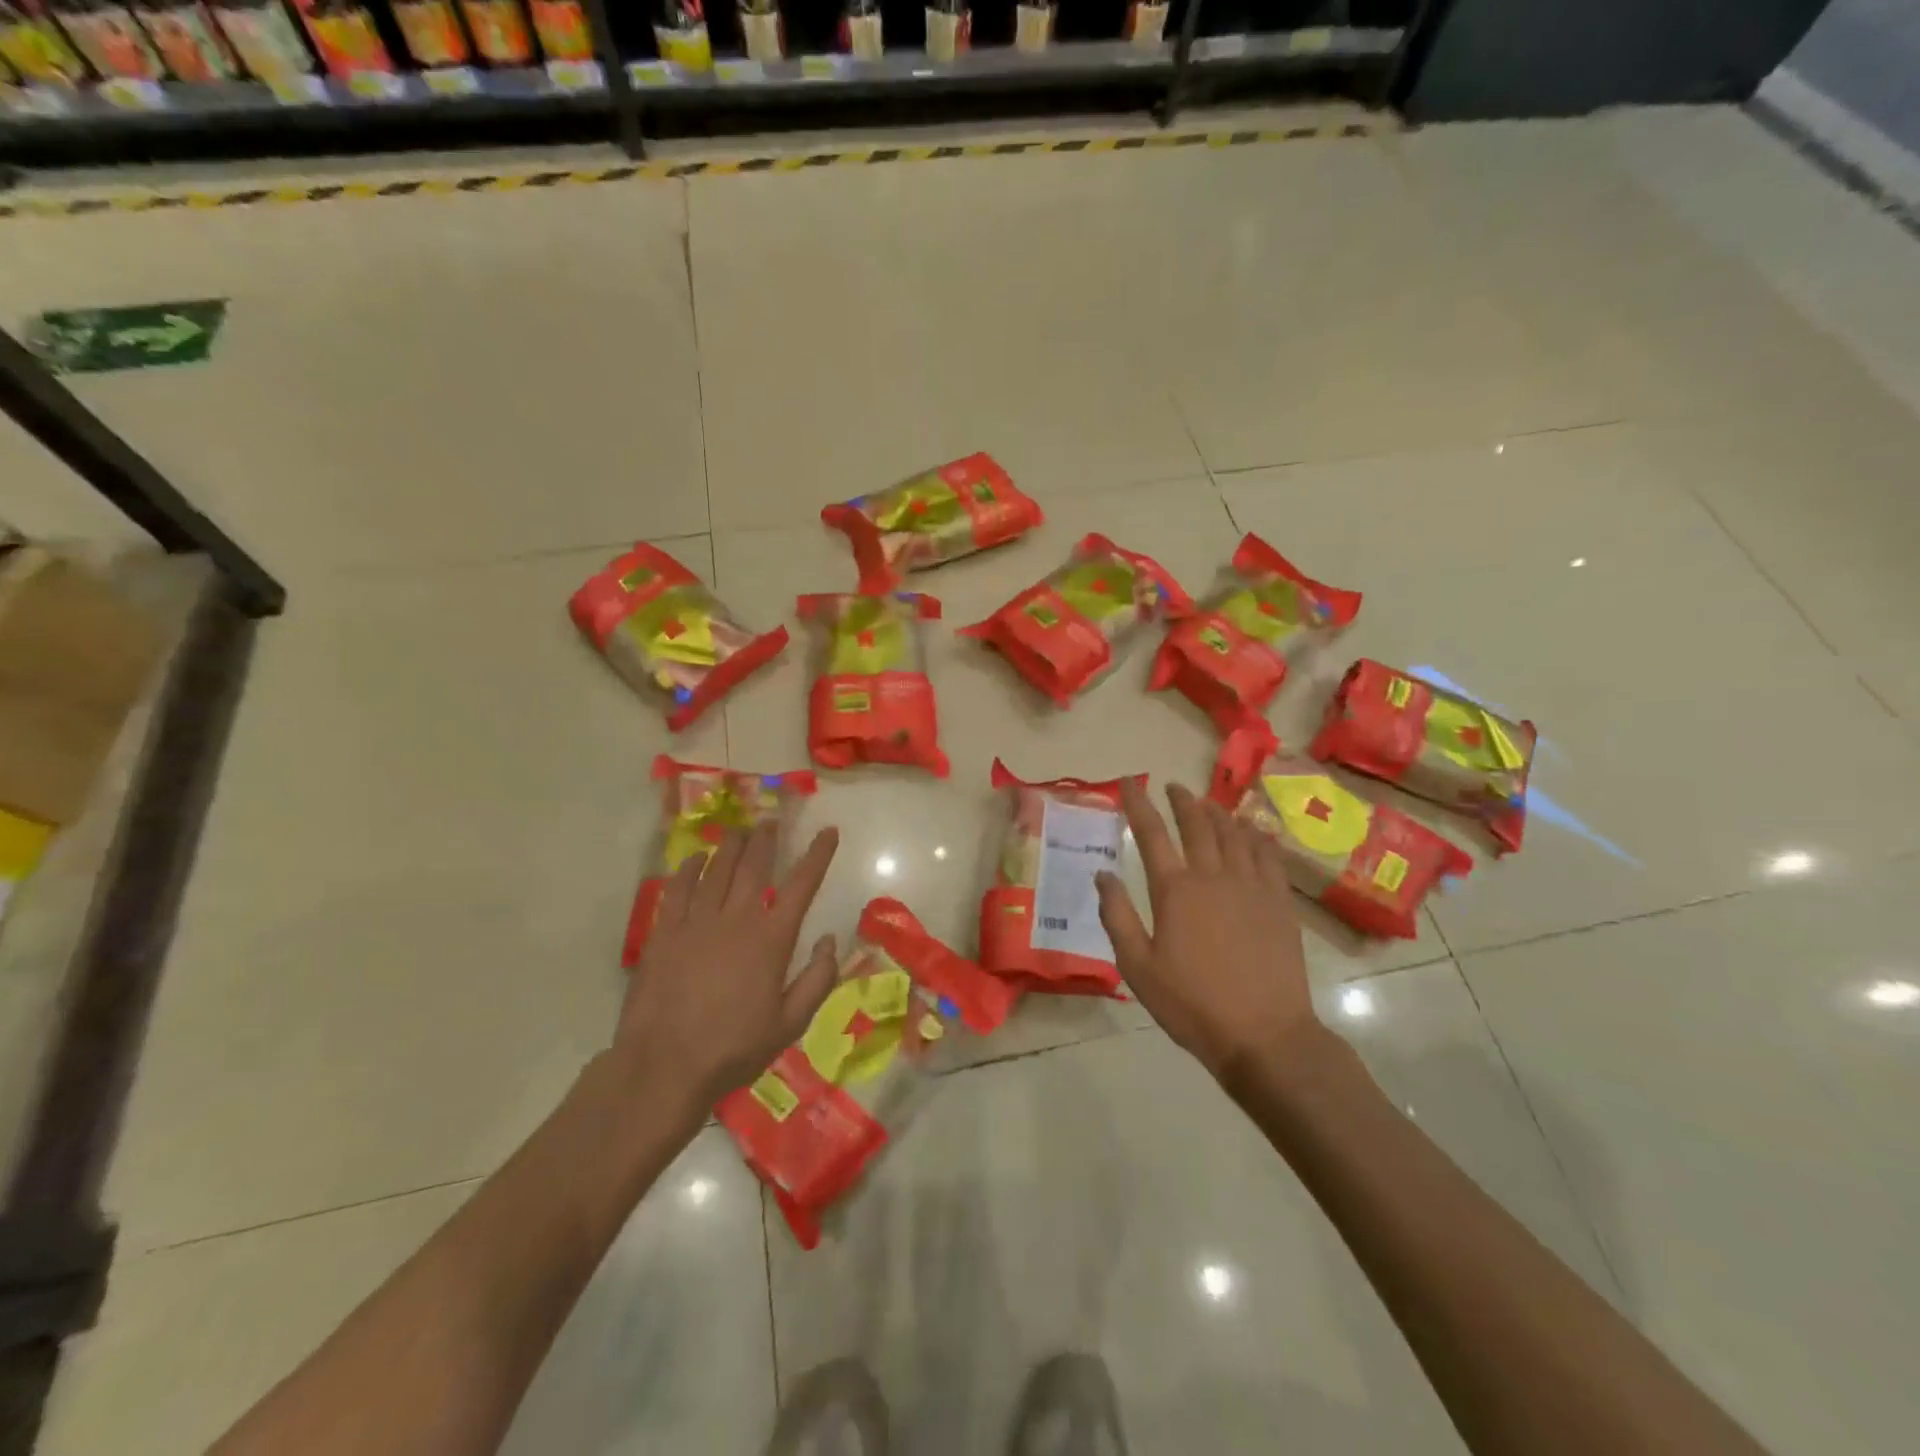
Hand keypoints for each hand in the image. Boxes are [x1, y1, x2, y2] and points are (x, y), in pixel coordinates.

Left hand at [614, 822, 841, 1117]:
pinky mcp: (664, 931)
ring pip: (717, 868)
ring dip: (732, 845)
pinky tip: (697, 858)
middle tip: (771, 820)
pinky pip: (678, 887)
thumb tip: (830, 939)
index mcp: (772, 939)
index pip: (802, 884)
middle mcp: (736, 919)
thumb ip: (818, 979)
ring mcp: (696, 922)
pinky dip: (690, 867)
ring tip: (740, 830)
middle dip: (767, 838)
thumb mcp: (790, 1023)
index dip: (818, 854)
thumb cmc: (734, 1048)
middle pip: (754, 865)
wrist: (664, 1067)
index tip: (828, 831)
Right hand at [1096, 781, 1320, 1082]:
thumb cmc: (1192, 1004)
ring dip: (1216, 812)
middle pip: (1196, 823)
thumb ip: (1117, 916)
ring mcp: (1251, 885)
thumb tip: (1102, 874)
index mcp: (1175, 890)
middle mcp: (1213, 875)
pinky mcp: (1278, 901)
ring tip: (1206, 803)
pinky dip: (1255, 835)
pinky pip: (1267, 854)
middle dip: (1181, 800)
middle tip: (1171, 787)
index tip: (1129, 782)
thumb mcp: (1137, 967)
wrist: (1264, 1034)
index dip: (1137, 803)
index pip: (1151, 833)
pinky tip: (1251, 830)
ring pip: (1233, 833)